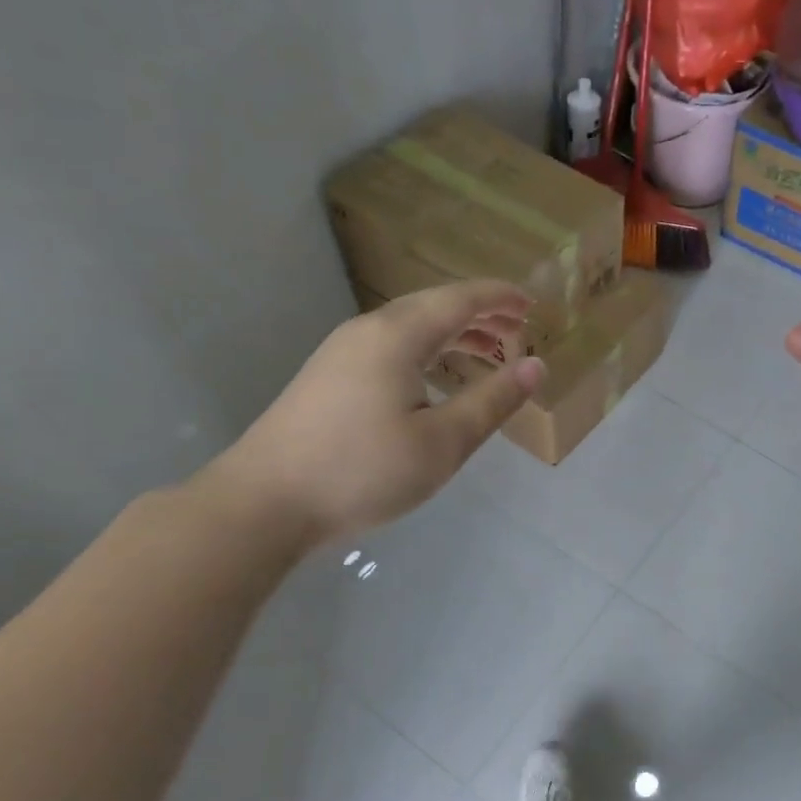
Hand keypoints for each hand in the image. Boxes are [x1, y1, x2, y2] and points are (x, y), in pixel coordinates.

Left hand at [205, 280, 544, 546]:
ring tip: (489, 352)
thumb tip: (535, 366)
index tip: (534, 305)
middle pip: (433, 307)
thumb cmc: (363, 471)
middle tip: (518, 328)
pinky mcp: (328, 378)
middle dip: (480, 314)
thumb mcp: (443, 442)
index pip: (460, 299)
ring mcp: (341, 353)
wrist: (265, 502)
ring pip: (409, 328)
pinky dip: (427, 352)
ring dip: (453, 334)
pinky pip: (390, 348)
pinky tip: (436, 381)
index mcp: (398, 336)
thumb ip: (492, 401)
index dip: (500, 298)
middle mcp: (368, 331)